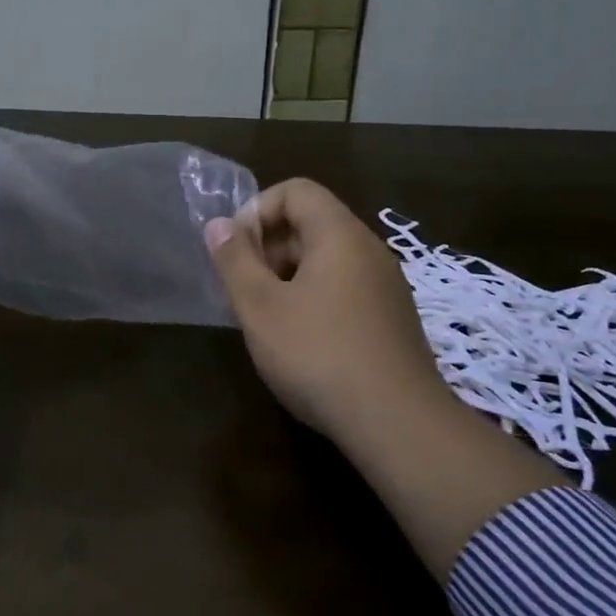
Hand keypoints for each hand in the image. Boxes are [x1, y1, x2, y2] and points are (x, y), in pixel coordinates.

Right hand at [206, 179, 564, 579]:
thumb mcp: (260, 307)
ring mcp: (386, 287)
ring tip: (266, 317)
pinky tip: (299, 340)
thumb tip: (217, 225)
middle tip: (244, 288)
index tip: (235, 250)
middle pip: (312, 223)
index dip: (257, 210)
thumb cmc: (318, 354)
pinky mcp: (392, 320)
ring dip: (288, 275)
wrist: (398, 424)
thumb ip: (234, 260)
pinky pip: (345, 288)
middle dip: (269, 246)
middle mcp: (369, 251)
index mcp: (340, 236)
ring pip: (327, 259)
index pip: (297, 191)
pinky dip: (313, 297)